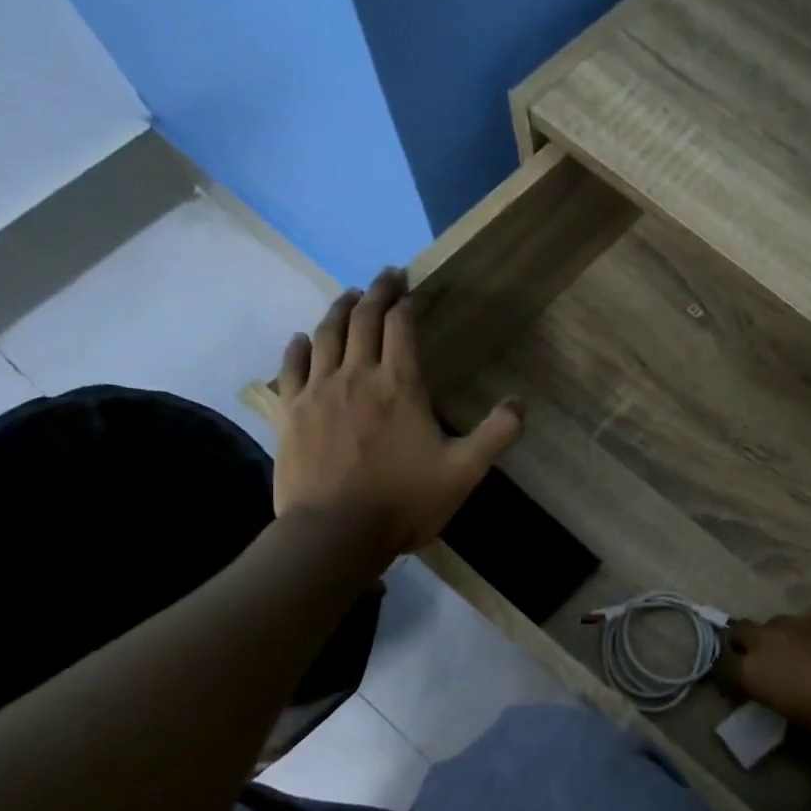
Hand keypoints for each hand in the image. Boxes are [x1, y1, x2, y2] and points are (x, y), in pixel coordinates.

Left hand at [274, 272, 522, 554]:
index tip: (409, 288)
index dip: (405, 303)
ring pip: (326, 335)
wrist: (336, 532)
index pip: (401, 328)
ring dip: (339, 310)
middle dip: (375, 293)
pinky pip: (291, 366)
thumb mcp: (465, 471)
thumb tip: (520, 404)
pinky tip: (302, 339)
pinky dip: (299, 346)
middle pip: (363, 320)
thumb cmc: (405, 501)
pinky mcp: (291, 412)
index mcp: (400, 385)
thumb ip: (497, 435)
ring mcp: (318, 391)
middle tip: (384, 277)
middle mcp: (357, 376)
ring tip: (349, 296)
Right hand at [719, 613, 810, 750]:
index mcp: (756, 672)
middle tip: (760, 667)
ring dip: (779, 640)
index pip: (721, 668)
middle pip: (739, 631)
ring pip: (777, 624)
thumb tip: (779, 698)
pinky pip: (810, 622)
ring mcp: (802, 620)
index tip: (737, 689)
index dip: (726, 678)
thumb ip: (781, 705)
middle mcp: (771, 639)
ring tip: (802, 660)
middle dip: (742, 645)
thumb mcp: (804, 725)